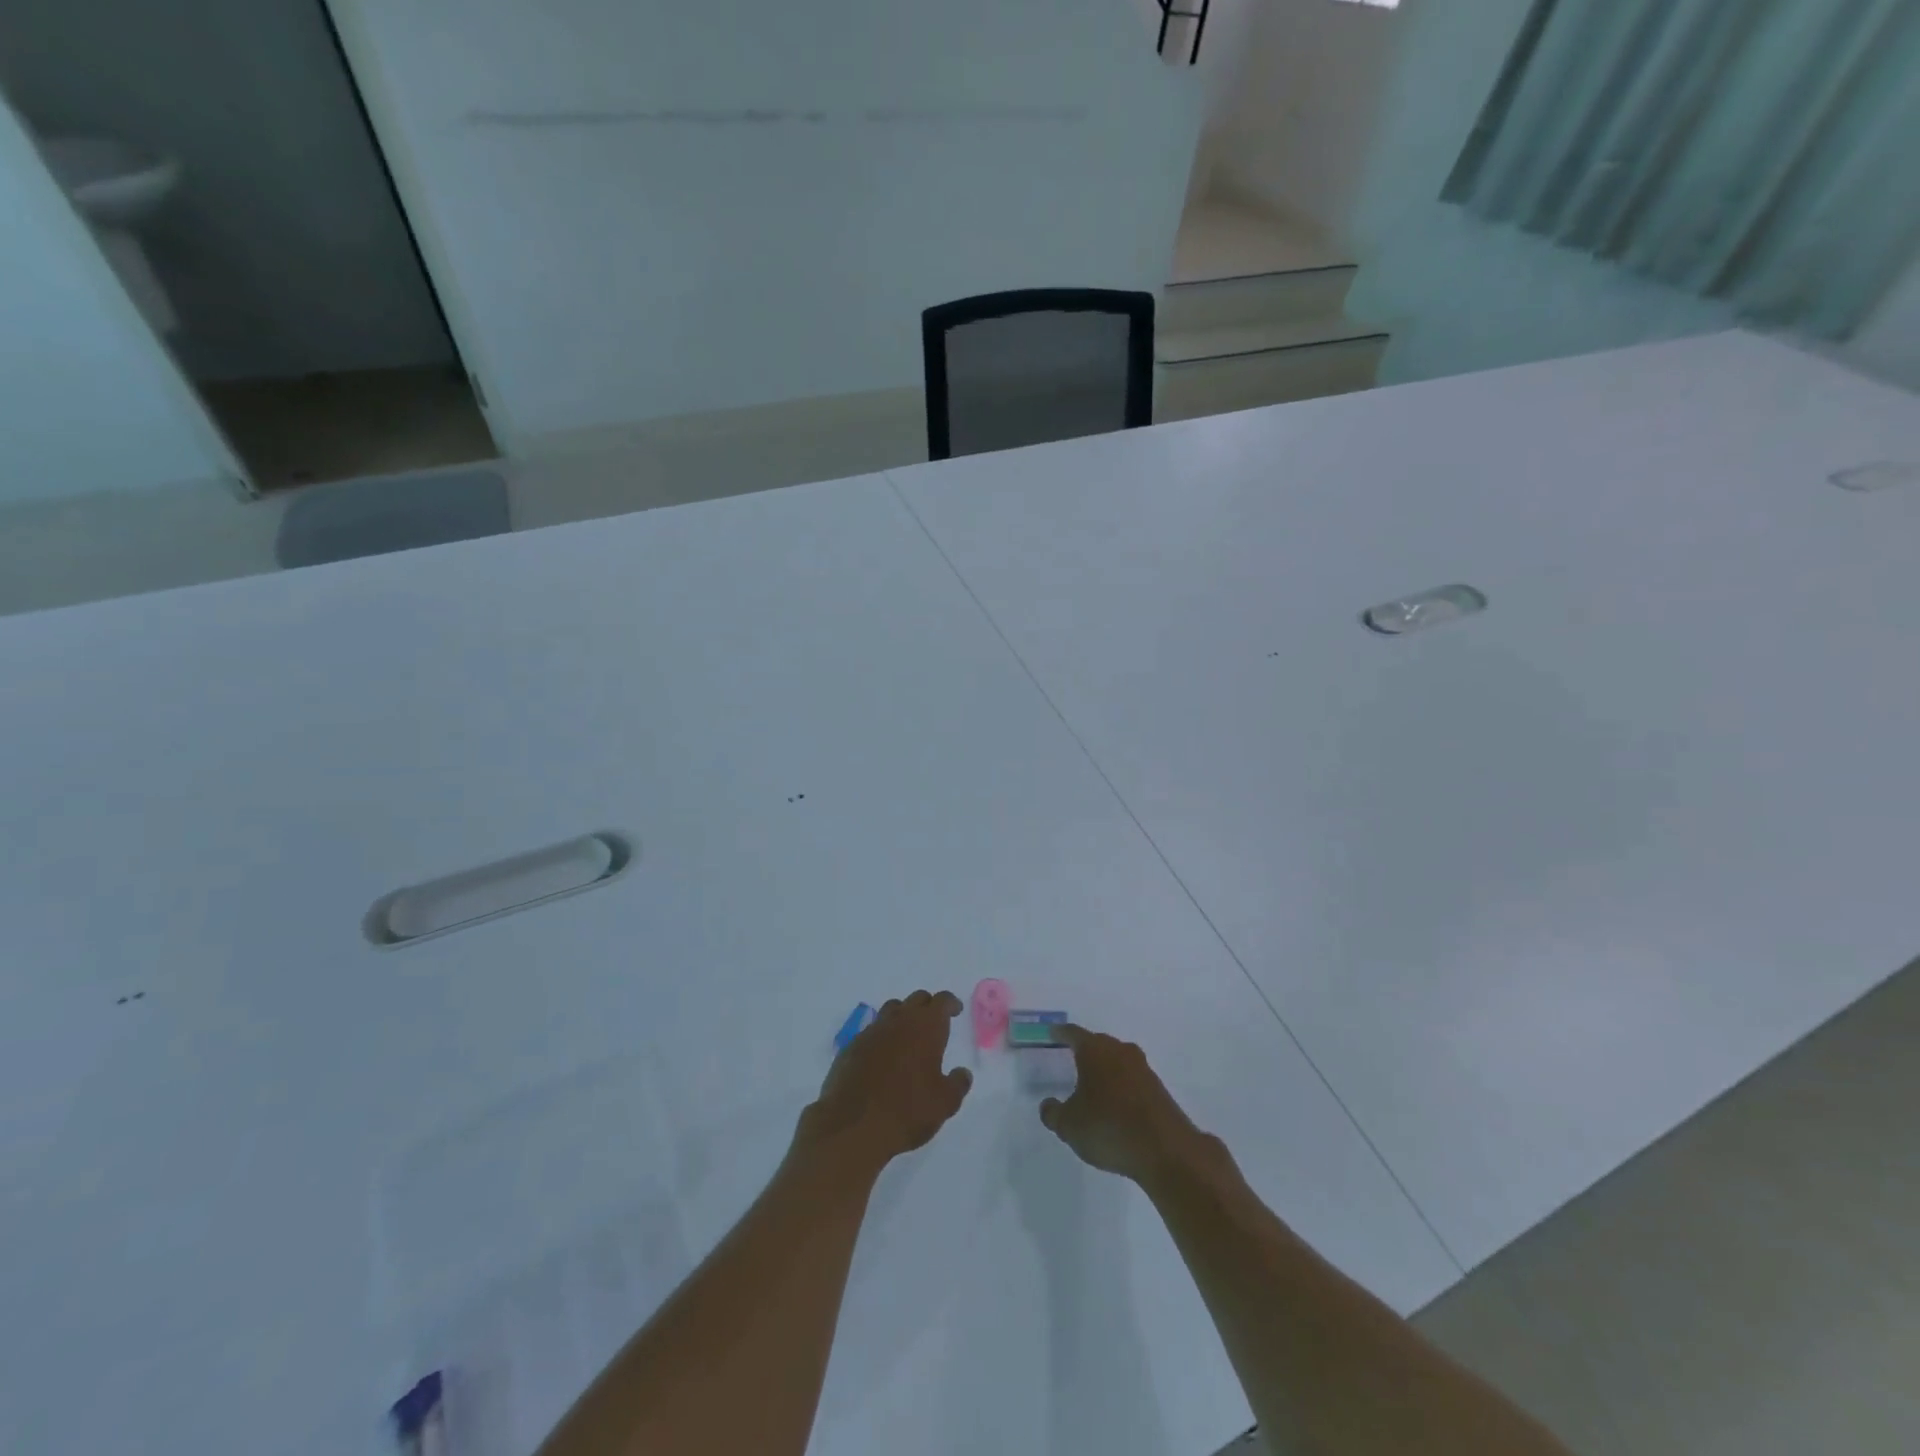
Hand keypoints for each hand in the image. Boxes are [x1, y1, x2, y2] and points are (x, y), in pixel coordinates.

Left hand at [798, 990, 972, 1170]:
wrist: (853, 1126)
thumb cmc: (908, 1111)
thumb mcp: (945, 1103)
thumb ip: (958, 1084)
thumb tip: (962, 1073)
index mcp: (926, 1027)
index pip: (941, 1001)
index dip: (950, 1003)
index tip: (956, 1010)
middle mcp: (898, 1021)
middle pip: (916, 999)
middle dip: (928, 1006)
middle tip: (934, 1023)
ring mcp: (871, 1032)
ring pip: (891, 1010)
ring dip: (902, 1017)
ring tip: (908, 1036)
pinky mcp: (850, 1047)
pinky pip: (870, 1032)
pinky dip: (881, 1038)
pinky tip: (882, 1058)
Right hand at [1039, 1026, 1204, 1184]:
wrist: (1166, 1150)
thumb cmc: (1108, 1128)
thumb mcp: (1069, 1126)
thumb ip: (1054, 1113)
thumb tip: (1048, 1105)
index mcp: (1095, 1051)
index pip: (1073, 1034)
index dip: (1061, 1033)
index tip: (1053, 1032)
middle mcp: (1120, 1052)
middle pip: (1099, 1044)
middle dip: (1085, 1050)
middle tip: (1071, 1057)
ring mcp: (1143, 1069)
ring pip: (1118, 1061)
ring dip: (1106, 1069)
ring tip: (1093, 1084)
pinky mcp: (1159, 1090)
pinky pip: (1132, 1080)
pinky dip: (1121, 1087)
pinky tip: (1115, 1105)